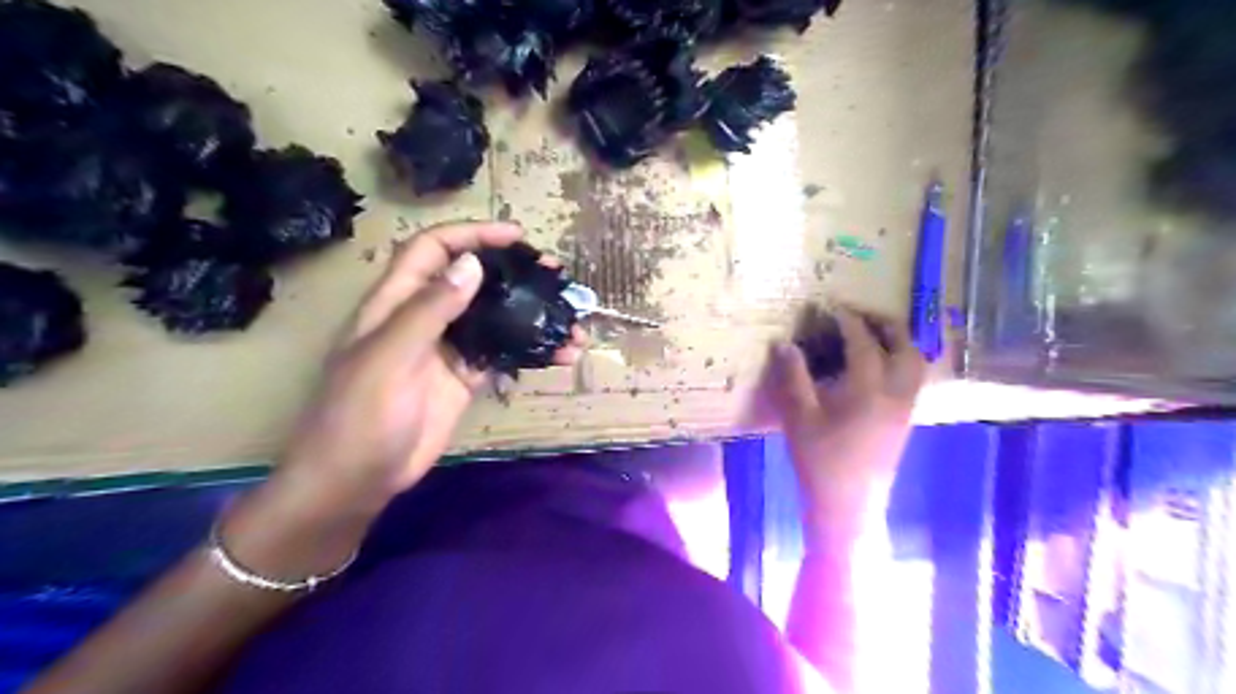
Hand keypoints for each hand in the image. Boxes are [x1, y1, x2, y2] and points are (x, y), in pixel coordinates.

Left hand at [217, 223, 585, 579]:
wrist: (357, 479)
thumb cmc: (360, 415)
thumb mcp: (389, 357)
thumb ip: (430, 310)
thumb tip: (472, 264)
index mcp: (396, 302)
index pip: (434, 250)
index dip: (472, 235)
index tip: (517, 237)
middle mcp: (425, 318)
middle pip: (471, 279)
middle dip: (512, 272)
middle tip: (555, 275)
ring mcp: (447, 349)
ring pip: (493, 318)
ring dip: (530, 315)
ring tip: (569, 319)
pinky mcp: (465, 379)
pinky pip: (502, 355)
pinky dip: (531, 351)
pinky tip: (559, 355)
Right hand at [764, 305, 925, 539]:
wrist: (849, 505)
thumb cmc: (820, 461)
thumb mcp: (799, 417)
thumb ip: (794, 377)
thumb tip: (784, 343)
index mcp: (868, 390)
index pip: (863, 343)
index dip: (847, 321)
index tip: (831, 307)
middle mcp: (895, 393)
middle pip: (903, 346)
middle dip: (883, 324)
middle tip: (858, 314)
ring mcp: (906, 407)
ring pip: (915, 362)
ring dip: (898, 340)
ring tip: (873, 333)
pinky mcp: (906, 420)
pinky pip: (913, 378)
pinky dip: (902, 359)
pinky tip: (880, 365)